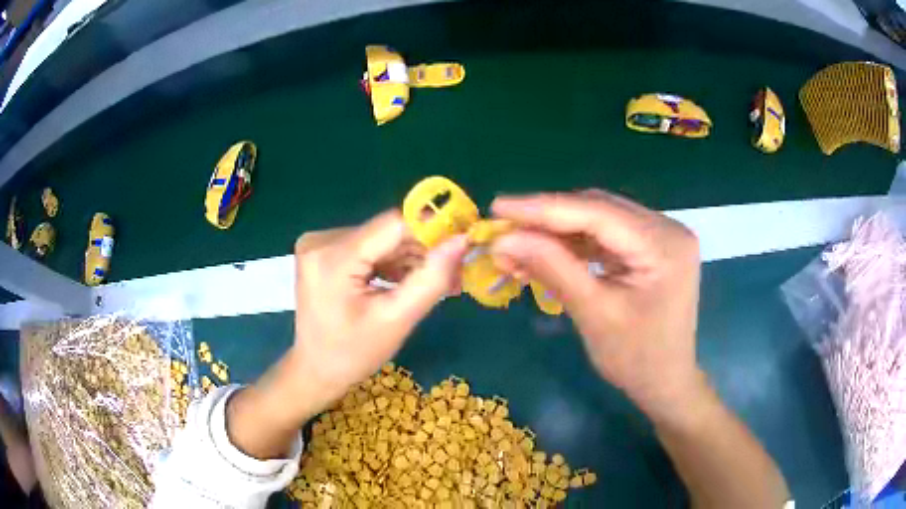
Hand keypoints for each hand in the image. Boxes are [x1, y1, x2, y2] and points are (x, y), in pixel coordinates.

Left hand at [228, 211, 467, 457]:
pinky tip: (407, 282)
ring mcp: (319, 243)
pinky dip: (391, 262)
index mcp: (332, 258)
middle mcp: (321, 240)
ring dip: (409, 258)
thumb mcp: (397, 320)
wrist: (316, 369)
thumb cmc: (354, 354)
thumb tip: (462, 240)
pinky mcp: (323, 249)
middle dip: (423, 251)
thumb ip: (431, 278)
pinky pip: (368, 246)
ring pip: (381, 239)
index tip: (463, 244)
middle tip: (454, 275)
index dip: (433, 230)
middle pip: (387, 232)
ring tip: (434, 284)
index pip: (393, 225)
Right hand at [490, 191, 705, 423]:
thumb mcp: (594, 314)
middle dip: (548, 219)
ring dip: (557, 233)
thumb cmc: (637, 359)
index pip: (597, 213)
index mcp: (664, 244)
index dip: (544, 208)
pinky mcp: (650, 247)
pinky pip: (606, 236)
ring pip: (599, 220)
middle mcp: (667, 228)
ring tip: (517, 245)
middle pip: (598, 210)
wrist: (666, 383)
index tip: (498, 206)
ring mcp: (661, 236)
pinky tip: (545, 253)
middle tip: (503, 229)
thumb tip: (502, 241)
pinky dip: (574, 245)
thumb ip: (552, 268)